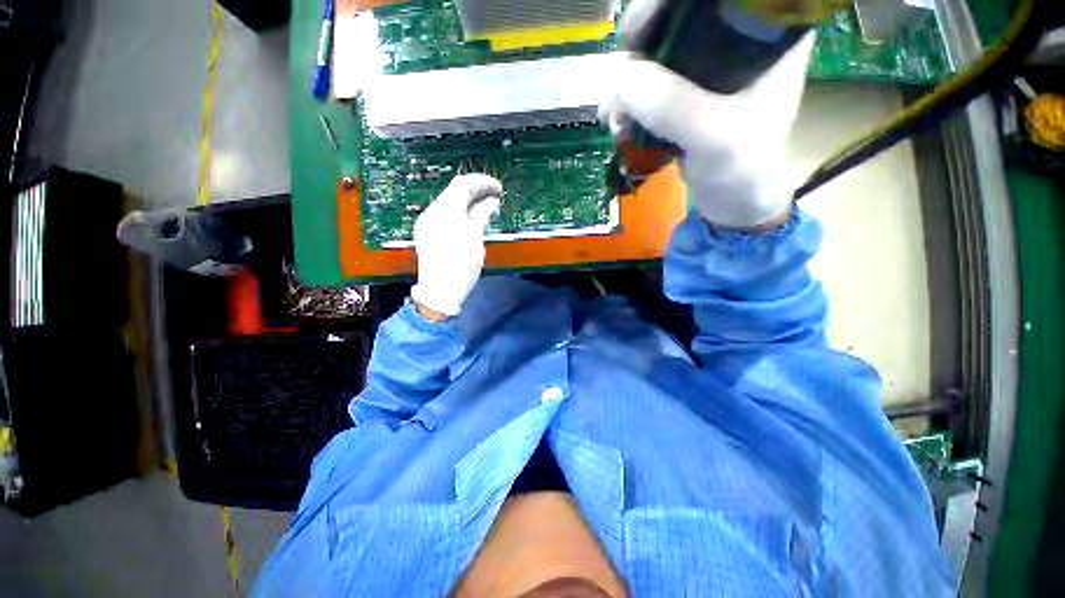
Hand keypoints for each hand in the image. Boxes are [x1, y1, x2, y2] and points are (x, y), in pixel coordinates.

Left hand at [410, 174, 501, 318]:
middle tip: (494, 196)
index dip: (483, 182)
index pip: (463, 183)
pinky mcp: (425, 232)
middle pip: (454, 190)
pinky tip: (470, 218)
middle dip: (475, 189)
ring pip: (448, 201)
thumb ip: (482, 214)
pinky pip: (443, 212)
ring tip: (486, 207)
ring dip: (467, 200)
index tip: (498, 188)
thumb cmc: (460, 265)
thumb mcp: (475, 238)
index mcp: (445, 210)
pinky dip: (458, 210)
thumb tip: (492, 200)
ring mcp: (427, 221)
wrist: (438, 292)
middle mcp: (433, 211)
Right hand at [601, 0, 814, 228]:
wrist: (737, 208)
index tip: (654, 21)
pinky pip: (649, 60)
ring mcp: (713, 57)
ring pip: (661, 31)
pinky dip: (627, 81)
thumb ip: (680, 108)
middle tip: (625, 62)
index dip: (685, 1)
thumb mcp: (720, 141)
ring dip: (629, 63)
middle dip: (646, 30)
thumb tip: (625, 74)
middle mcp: (742, 41)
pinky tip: (617, 112)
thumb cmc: (747, 173)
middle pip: (683, 7)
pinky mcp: (689, 76)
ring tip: (616, 109)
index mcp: (770, 46)